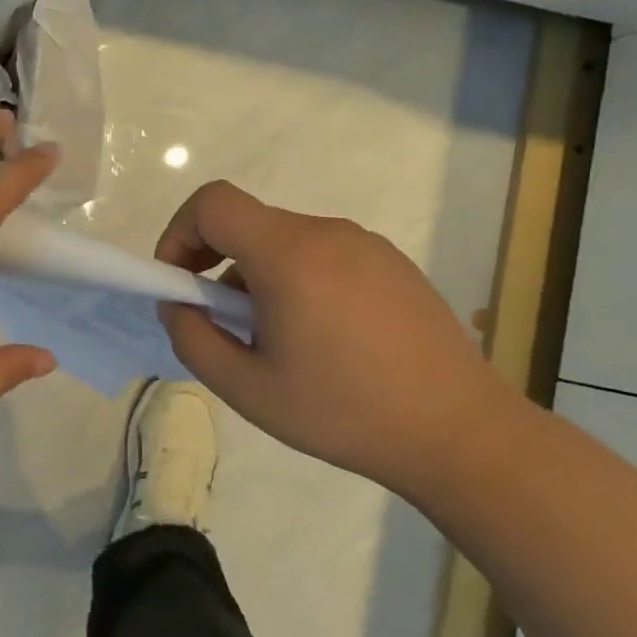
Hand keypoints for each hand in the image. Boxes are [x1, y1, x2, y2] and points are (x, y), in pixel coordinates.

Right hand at [155, 180, 520, 489]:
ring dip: (259, 276)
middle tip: (226, 324)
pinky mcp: (393, 264)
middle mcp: (328, 233)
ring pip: (285, 241)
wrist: (458, 433)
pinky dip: (299, 280)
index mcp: (289, 255)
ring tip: (279, 340)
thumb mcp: (245, 388)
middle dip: (217, 264)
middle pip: (248, 224)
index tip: (180, 282)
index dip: (180, 233)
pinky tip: (324, 338)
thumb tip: (178, 304)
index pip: (212, 203)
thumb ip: (192, 337)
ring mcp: (367, 245)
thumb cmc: (342, 412)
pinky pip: (324, 255)